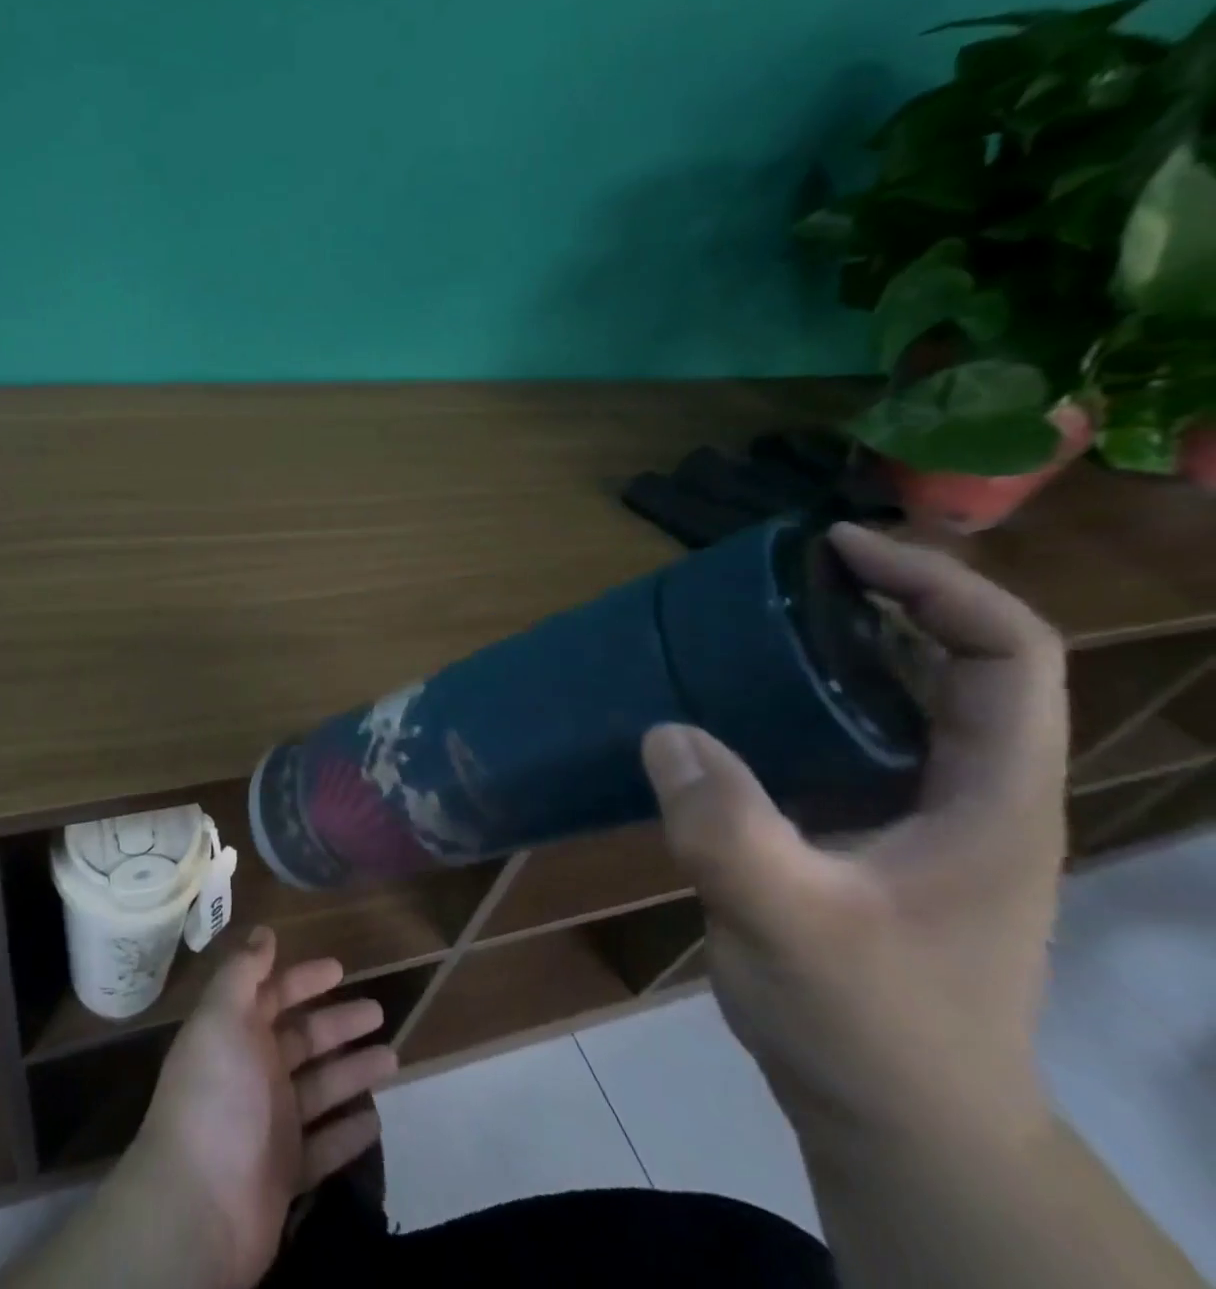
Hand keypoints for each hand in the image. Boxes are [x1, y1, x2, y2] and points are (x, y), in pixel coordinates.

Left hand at [120, 926, 397, 1288]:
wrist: (198, 1208)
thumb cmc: (215, 1096)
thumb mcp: (222, 1017)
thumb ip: (243, 971)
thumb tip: (263, 930)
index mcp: (236, 1033)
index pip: (274, 995)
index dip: (304, 979)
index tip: (340, 968)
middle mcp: (253, 1073)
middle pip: (303, 1039)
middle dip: (339, 1023)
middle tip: (379, 1011)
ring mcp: (271, 1125)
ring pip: (321, 1088)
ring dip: (354, 1072)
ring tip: (394, 1059)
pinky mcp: (286, 1173)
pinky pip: (325, 1146)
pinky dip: (348, 1132)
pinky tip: (376, 1120)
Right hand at [639, 523, 1066, 1149]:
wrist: (898, 1124)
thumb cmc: (870, 1028)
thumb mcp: (791, 926)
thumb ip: (727, 828)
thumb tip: (664, 731)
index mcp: (992, 799)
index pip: (1007, 654)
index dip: (936, 583)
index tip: (838, 548)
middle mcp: (972, 793)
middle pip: (957, 663)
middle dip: (880, 601)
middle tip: (779, 577)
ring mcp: (923, 818)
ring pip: (898, 702)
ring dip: (835, 650)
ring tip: (747, 626)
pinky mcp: (872, 838)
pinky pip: (843, 742)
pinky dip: (798, 703)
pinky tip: (730, 710)